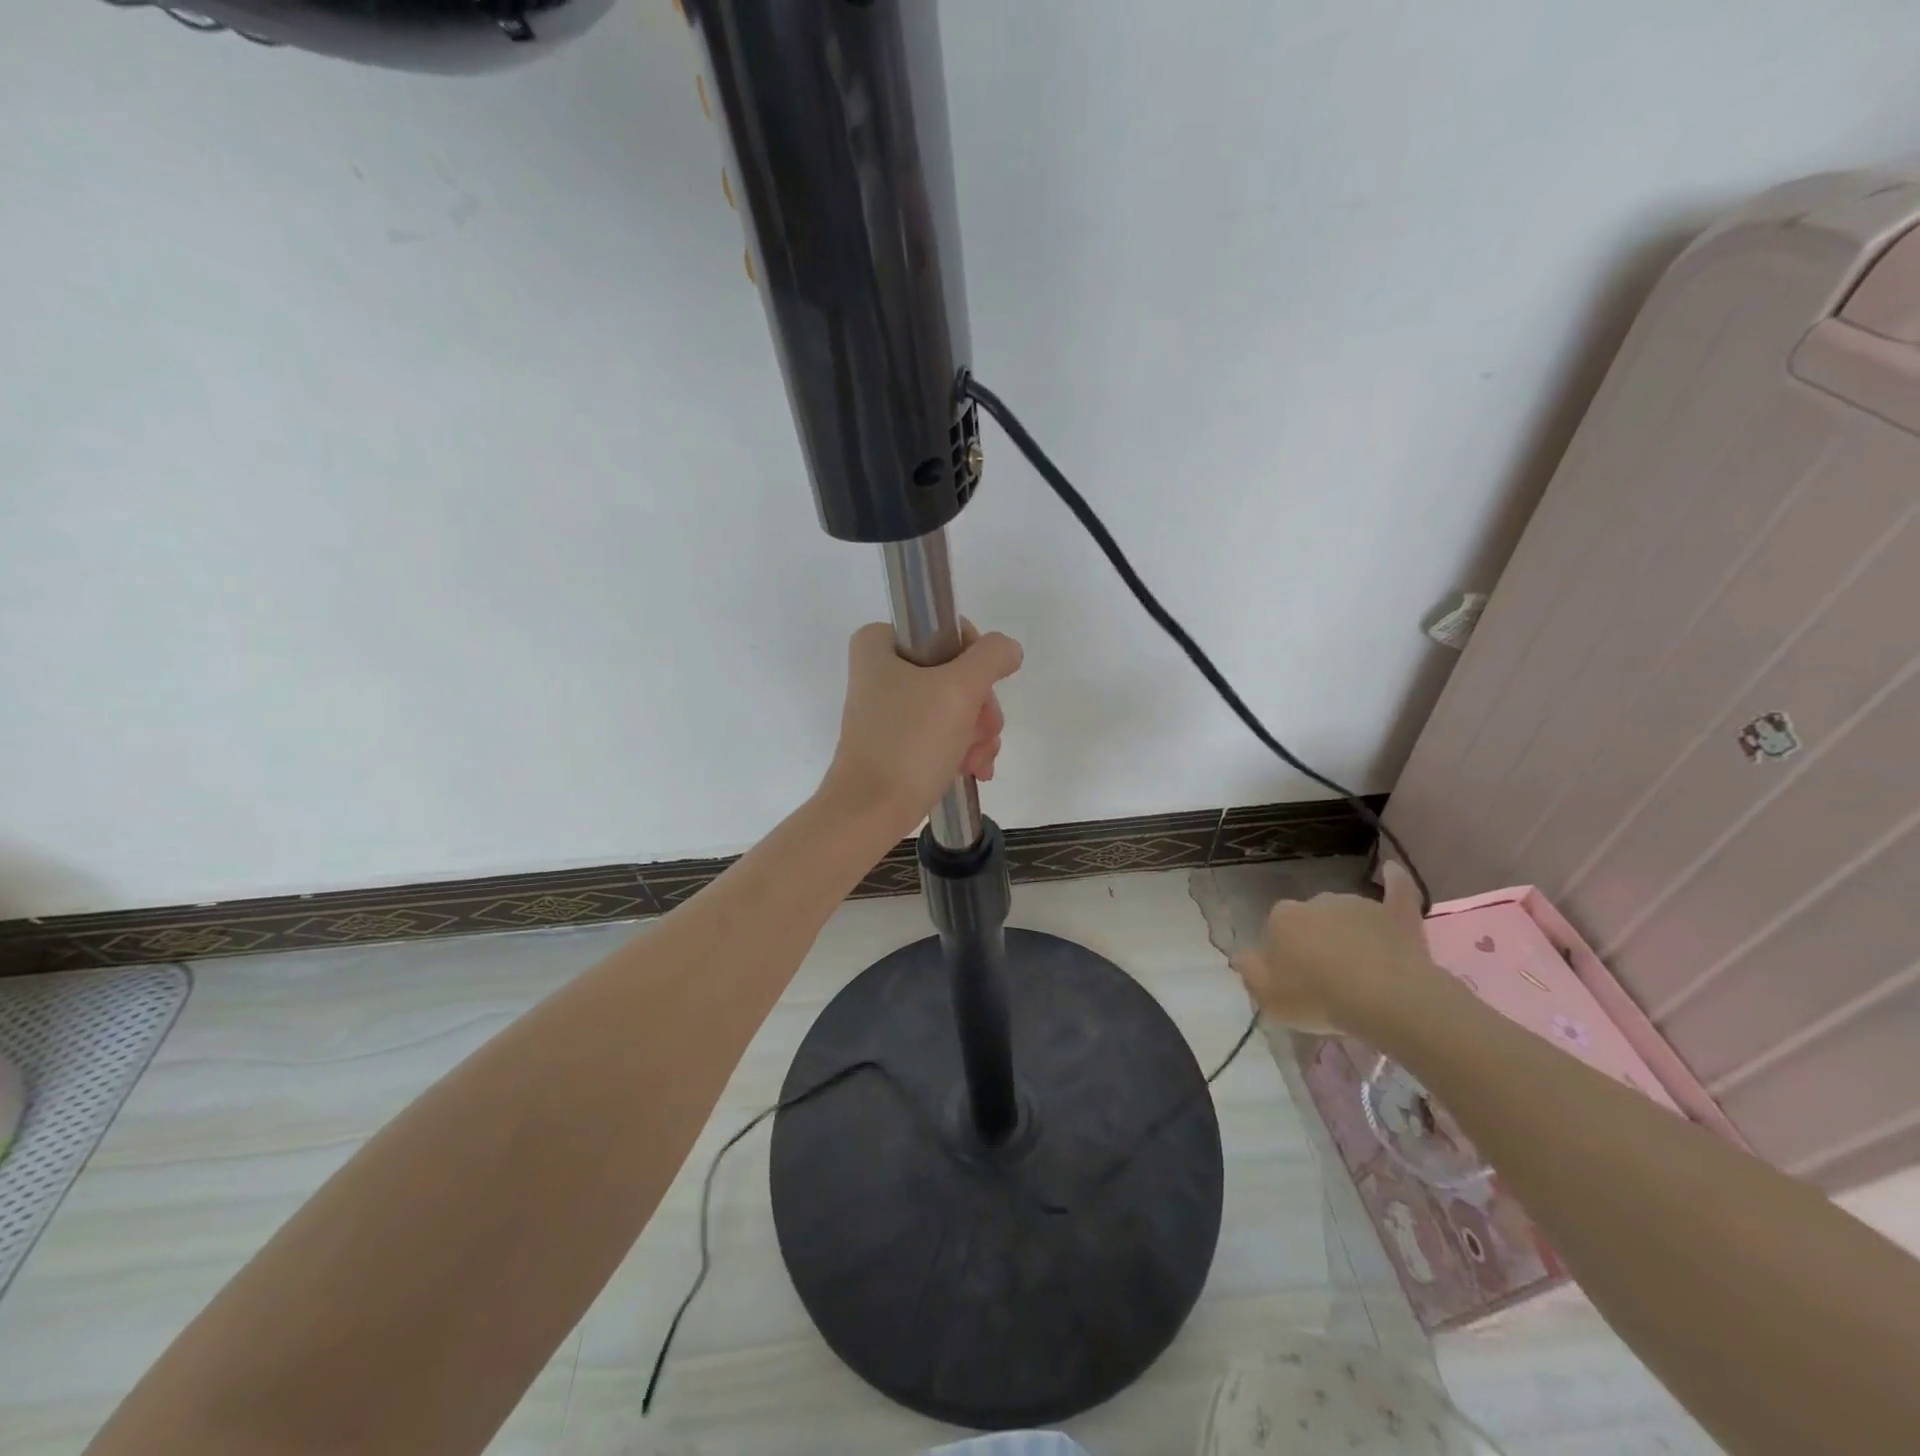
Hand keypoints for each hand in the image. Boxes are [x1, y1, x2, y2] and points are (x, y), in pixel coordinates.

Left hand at [821, 621, 1023, 839]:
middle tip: (978, 735)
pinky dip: (962, 748)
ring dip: (976, 734)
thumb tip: (1009, 649)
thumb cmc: (910, 742)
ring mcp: (889, 707)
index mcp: (881, 642)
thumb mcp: (959, 689)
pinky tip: (972, 770)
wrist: (870, 812)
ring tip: (975, 761)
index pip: (950, 632)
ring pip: (956, 705)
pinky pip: (943, 732)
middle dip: (979, 709)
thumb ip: (992, 657)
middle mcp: (881, 669)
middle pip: (958, 673)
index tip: (977, 695)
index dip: (976, 663)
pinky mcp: (896, 740)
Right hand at [1230, 861, 1444, 1035]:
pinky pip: (1396, 890)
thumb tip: (1241, 955)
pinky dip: (1394, 880)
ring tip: (1361, 969)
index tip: (1293, 980)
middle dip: (1315, 942)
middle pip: (1310, 921)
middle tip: (1326, 978)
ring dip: (1347, 932)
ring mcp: (1357, 904)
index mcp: (1281, 917)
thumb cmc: (1318, 997)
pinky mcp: (1395, 914)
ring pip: (1345, 915)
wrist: (1385, 998)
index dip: (1283, 956)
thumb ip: (1249, 970)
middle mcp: (1315, 901)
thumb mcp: (1268, 996)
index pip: (1275, 930)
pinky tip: (1390, 870)